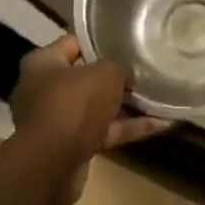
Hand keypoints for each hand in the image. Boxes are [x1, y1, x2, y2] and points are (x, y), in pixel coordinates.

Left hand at [10, 36, 171, 163]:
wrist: (52, 165)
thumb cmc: (73, 105)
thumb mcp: (105, 74)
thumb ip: (119, 67)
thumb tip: (127, 74)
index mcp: (43, 63)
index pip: (73, 42)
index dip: (100, 40)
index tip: (126, 40)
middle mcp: (45, 89)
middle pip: (86, 77)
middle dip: (116, 76)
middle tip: (146, 69)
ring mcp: (58, 120)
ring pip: (98, 107)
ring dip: (127, 104)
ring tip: (160, 96)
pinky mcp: (72, 146)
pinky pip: (104, 131)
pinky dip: (129, 127)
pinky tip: (161, 123)